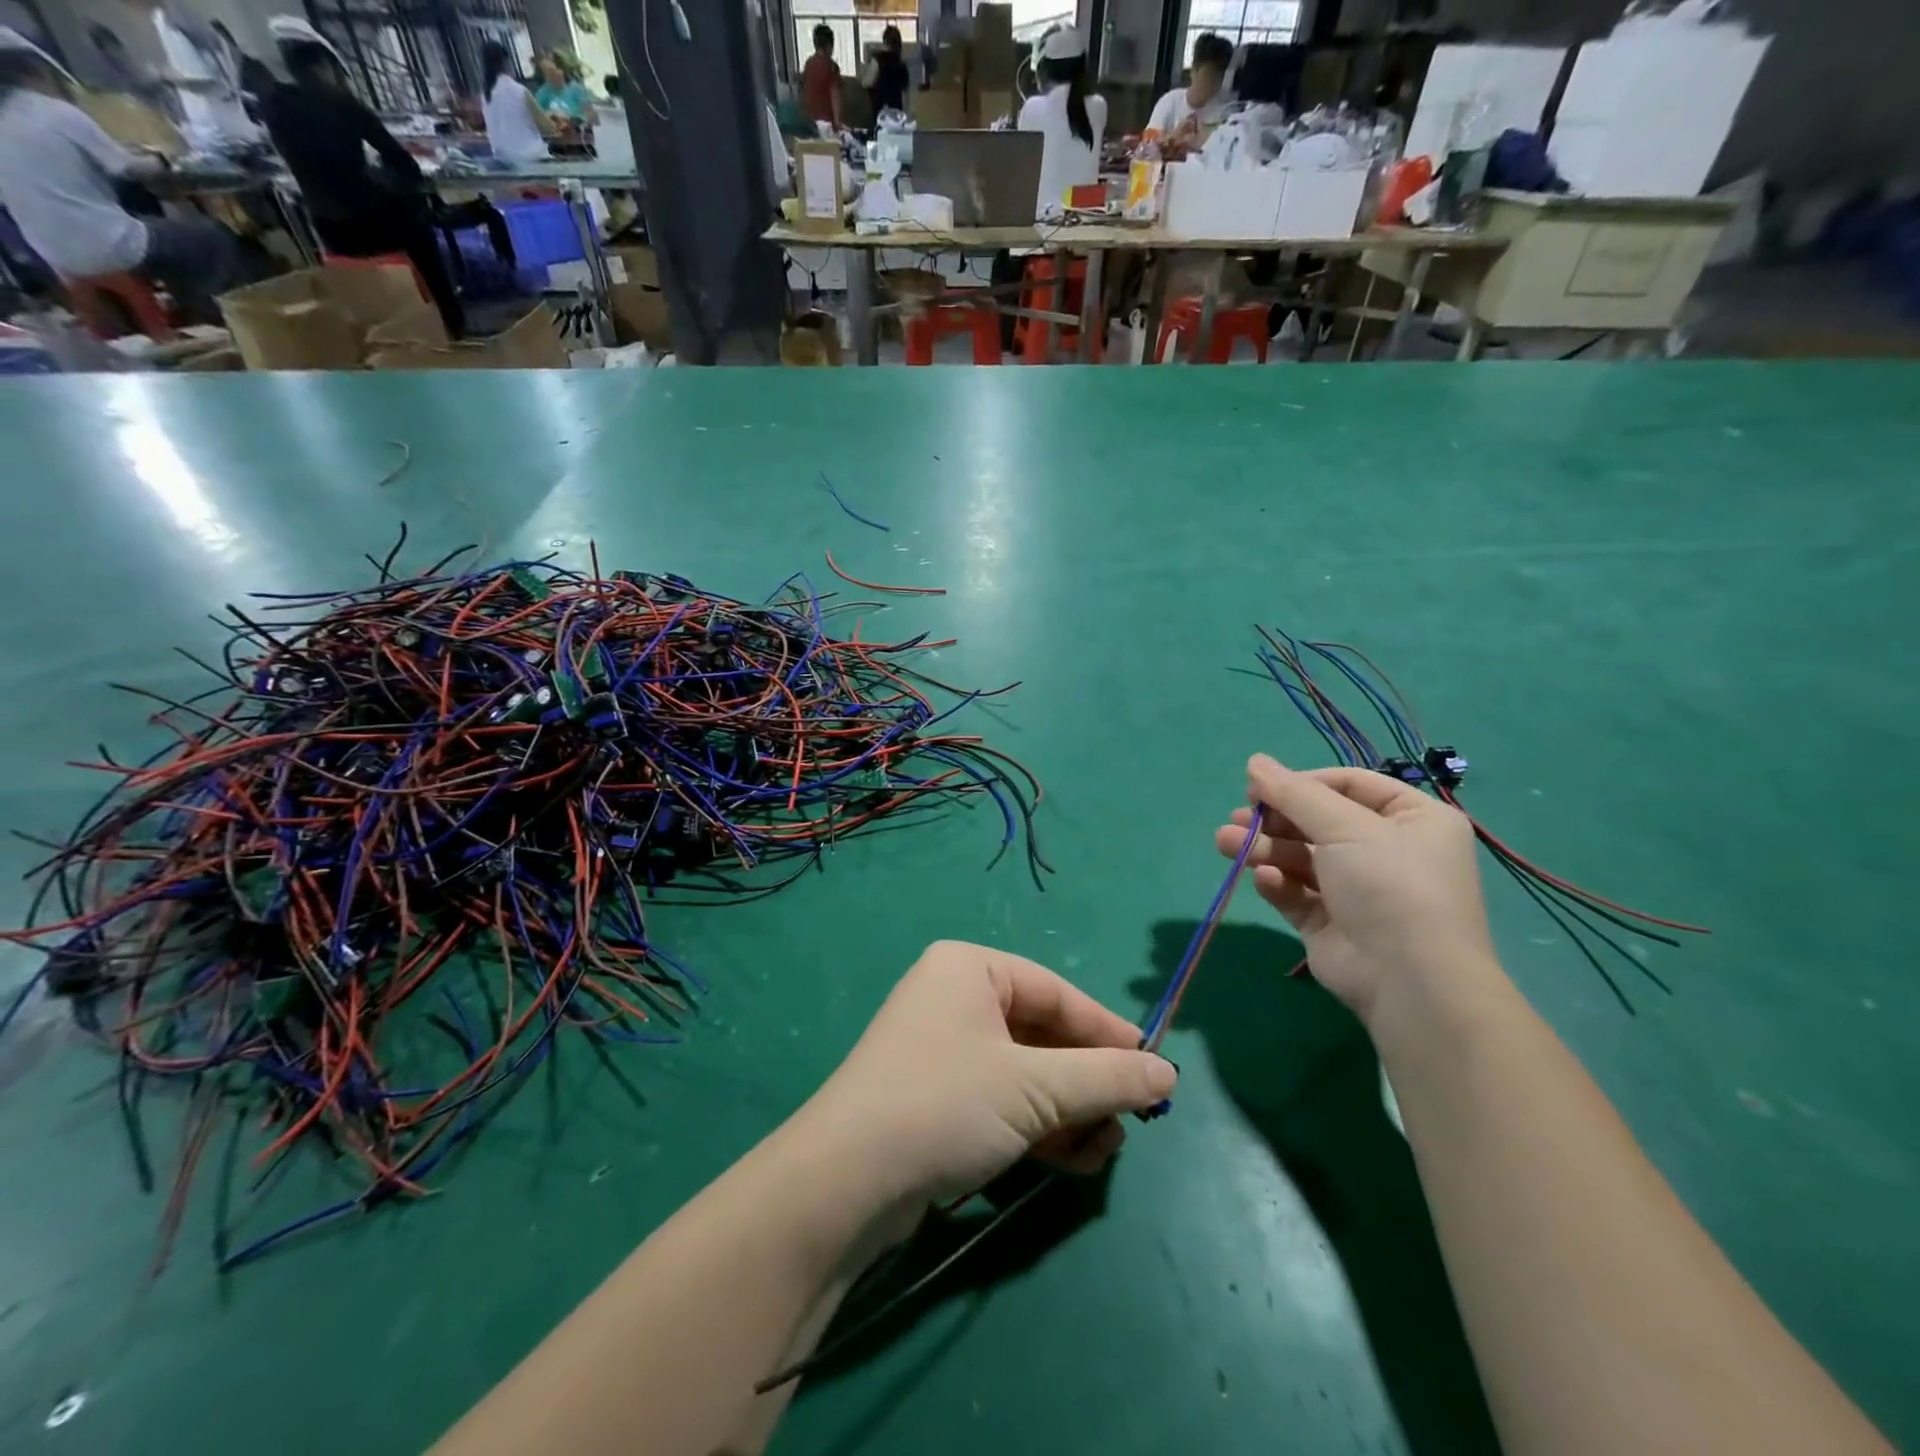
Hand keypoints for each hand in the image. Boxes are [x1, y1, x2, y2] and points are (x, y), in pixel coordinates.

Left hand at [796, 942, 1176, 1209]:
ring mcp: (941, 1050)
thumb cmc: (945, 1103)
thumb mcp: (1035, 1088)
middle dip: (1087, 1083)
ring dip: (1068, 1111)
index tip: (1154, 1070)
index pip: (1057, 993)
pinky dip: (1038, 1127)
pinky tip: (1073, 1161)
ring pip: (1025, 1074)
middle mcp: (954, 998)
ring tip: (1105, 1150)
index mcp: (969, 968)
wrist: (844, 1183)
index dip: (1108, 1032)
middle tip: (1132, 1120)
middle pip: (1042, 1035)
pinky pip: (1001, 1101)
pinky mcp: (935, 1098)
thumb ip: (1107, 1078)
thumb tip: (1169, 1073)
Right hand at [1214, 754, 1505, 1034]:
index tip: (1261, 787)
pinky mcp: (1331, 923)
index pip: (1349, 785)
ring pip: (1300, 858)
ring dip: (1264, 848)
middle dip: (1274, 820)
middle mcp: (1387, 851)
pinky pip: (1298, 894)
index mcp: (1412, 819)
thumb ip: (1294, 793)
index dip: (1303, 783)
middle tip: (1238, 817)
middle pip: (1318, 822)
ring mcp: (1358, 890)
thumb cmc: (1389, 884)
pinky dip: (1278, 884)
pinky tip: (1265, 881)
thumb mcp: (1344, 826)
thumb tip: (1255, 761)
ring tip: (1225, 843)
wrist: (1408, 980)